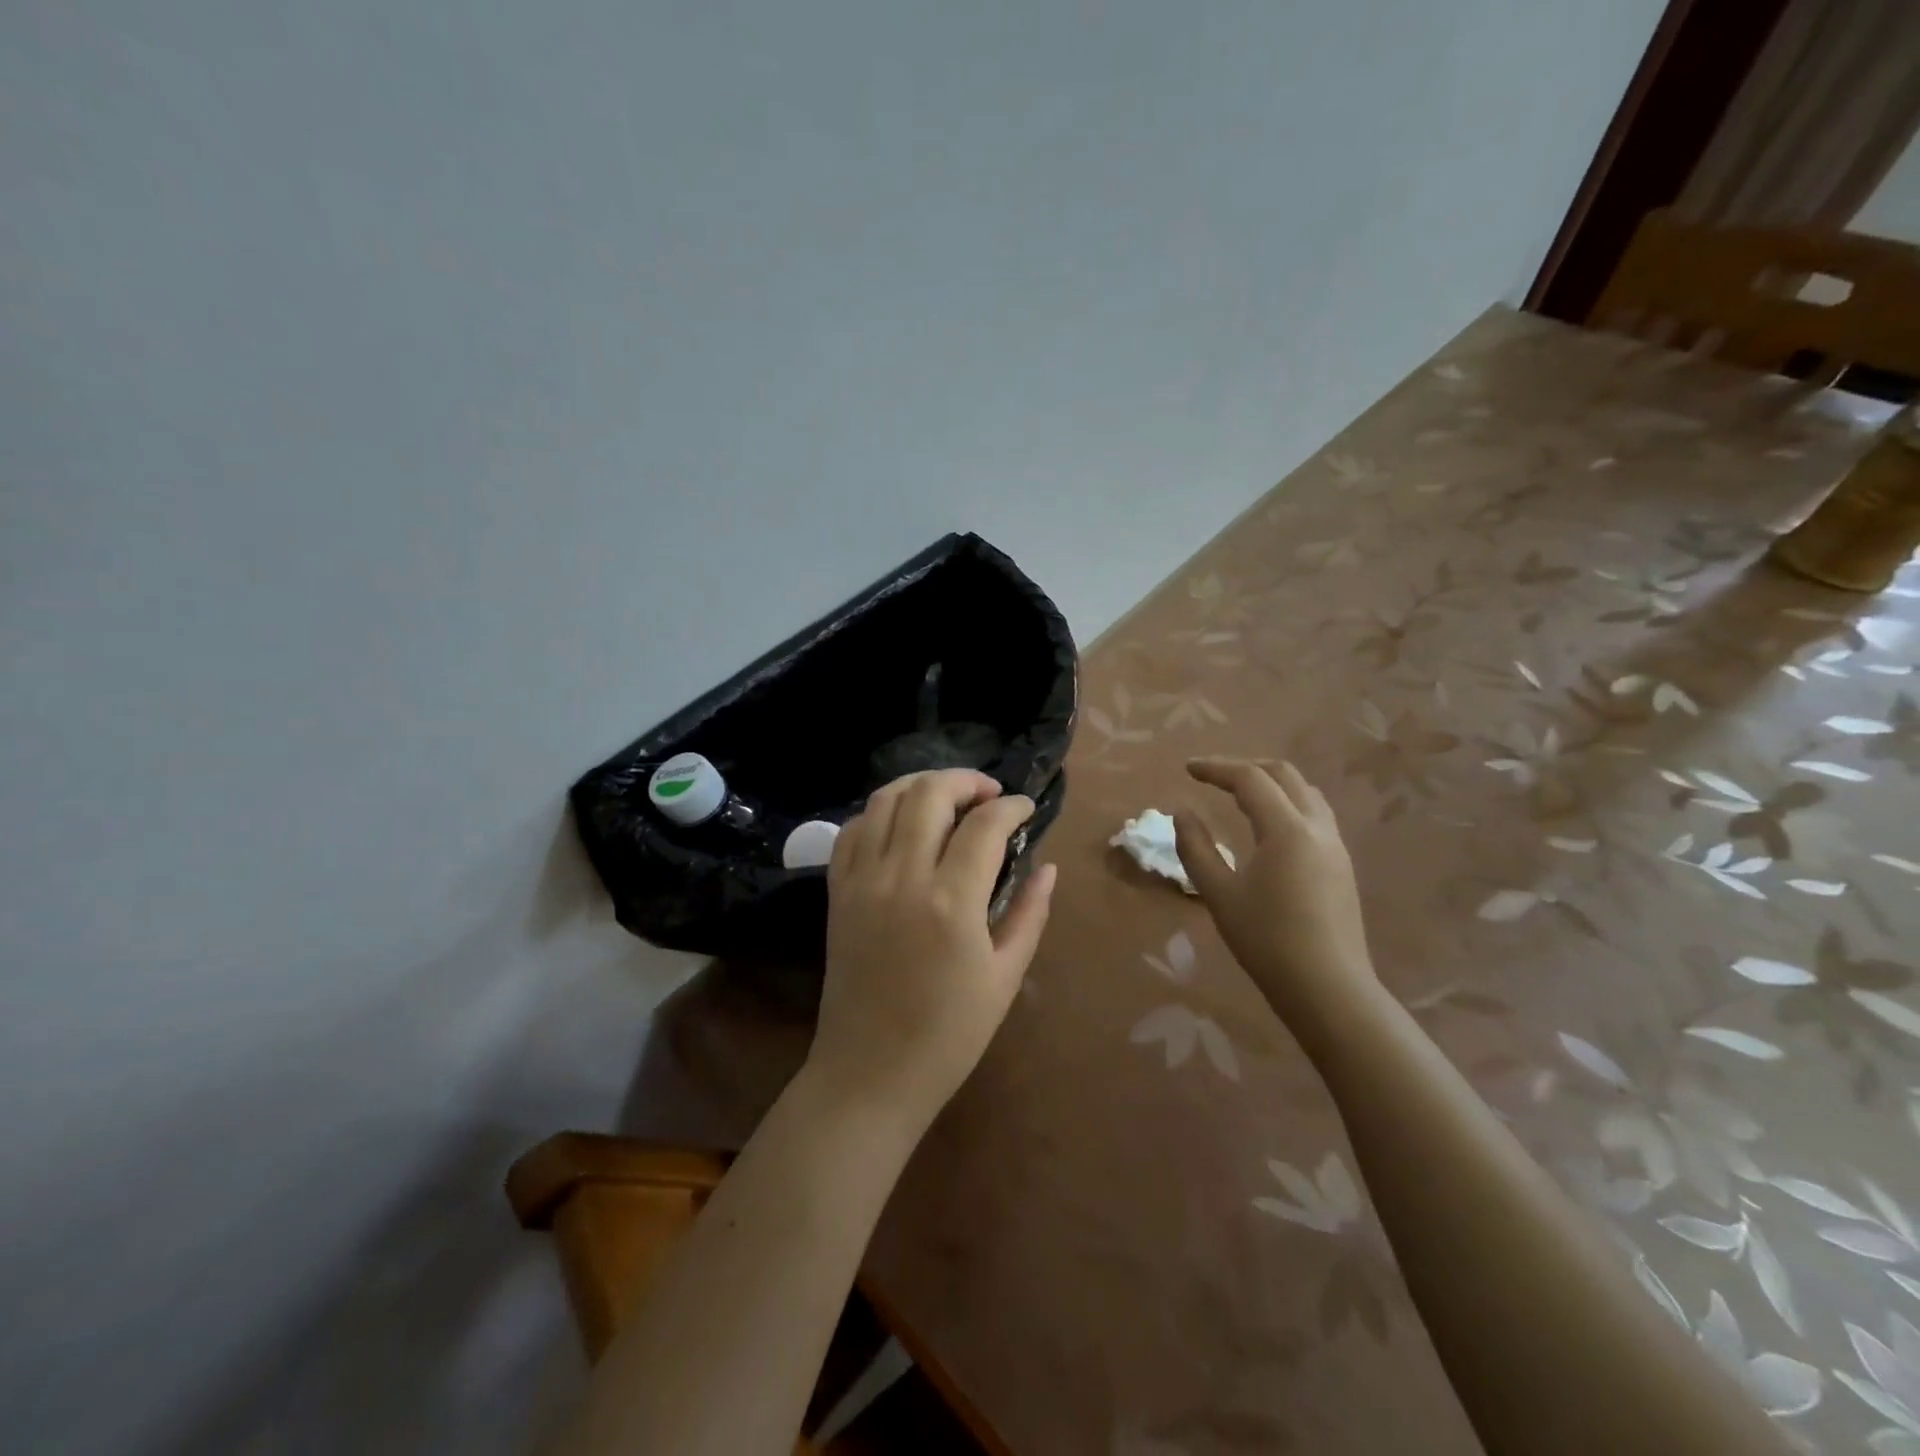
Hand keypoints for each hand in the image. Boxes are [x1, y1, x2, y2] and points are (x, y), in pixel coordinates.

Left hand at [808, 769, 1056, 1127]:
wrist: (870, 1073)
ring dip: (921, 785)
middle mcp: (901, 877)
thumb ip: (1029, 913)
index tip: (1026, 809)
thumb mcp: (1005, 977)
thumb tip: (1048, 868)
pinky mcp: (837, 892)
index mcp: (951, 902)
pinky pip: (853, 830)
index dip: (1011, 806)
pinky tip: (902, 824)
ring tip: (948, 798)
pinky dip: (880, 812)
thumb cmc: (949, 1035)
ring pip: (886, 799)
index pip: (985, 824)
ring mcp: (862, 881)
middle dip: (966, 780)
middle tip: (989, 795)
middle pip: (929, 794)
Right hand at [1174, 759, 1379, 1041]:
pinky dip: (1287, 803)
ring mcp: (1335, 846)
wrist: (1329, 989)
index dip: (1216, 768)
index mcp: (1286, 830)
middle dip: (1245, 767)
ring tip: (1240, 794)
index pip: (1249, 779)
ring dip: (1270, 783)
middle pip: (1284, 775)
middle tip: (1212, 776)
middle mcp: (1317, 828)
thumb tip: (1182, 813)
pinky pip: (1314, 814)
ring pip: (1305, 793)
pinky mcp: (1342, 865)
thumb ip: (1196, 848)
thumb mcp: (1219, 894)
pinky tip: (1268, 826)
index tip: (1187, 768)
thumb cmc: (1267, 941)